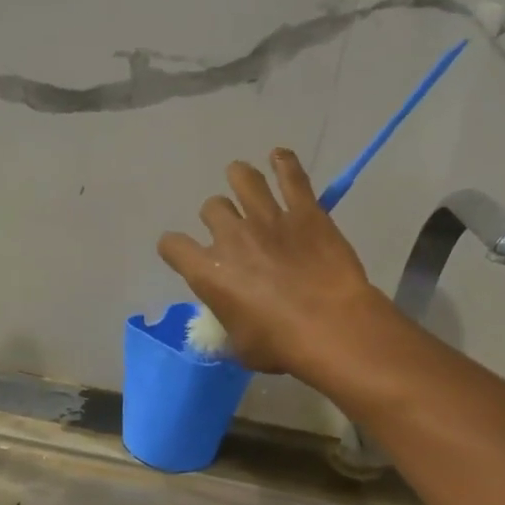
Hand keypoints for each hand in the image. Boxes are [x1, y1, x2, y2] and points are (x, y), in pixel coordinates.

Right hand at [157, 148, 383, 377]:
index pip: (172, 246)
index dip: (174, 248)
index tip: (181, 252)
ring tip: (243, 180)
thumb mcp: (241, 347)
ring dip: (240, 178)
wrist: (331, 326)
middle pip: (211, 209)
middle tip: (232, 230)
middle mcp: (231, 237)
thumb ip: (228, 326)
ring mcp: (268, 218)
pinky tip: (279, 157)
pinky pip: (290, 174)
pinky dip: (283, 162)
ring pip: (243, 178)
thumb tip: (231, 321)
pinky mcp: (304, 211)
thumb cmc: (281, 346)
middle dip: (217, 218)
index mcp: (208, 273)